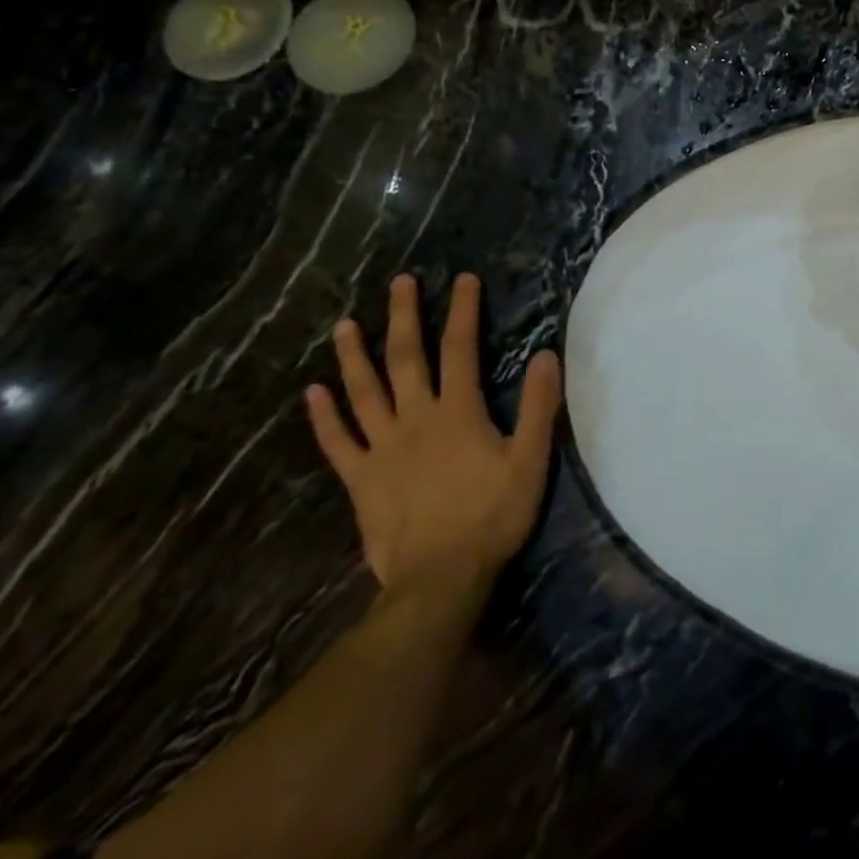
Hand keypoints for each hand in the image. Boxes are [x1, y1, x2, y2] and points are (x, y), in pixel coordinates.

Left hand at [308, 273, 562, 606]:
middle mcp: (415, 419)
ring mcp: (382, 449)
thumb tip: (546, 354)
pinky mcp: (360, 480)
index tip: (463, 280)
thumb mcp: (531, 459)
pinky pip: (337, 442)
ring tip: (344, 324)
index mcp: (458, 412)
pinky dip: (323, 416)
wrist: (441, 577)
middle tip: (399, 283)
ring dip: (354, 356)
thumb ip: (540, 406)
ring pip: (364, 392)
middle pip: (406, 359)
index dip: (462, 311)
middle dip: (403, 316)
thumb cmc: (493, 515)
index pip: (460, 349)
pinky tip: (312, 392)